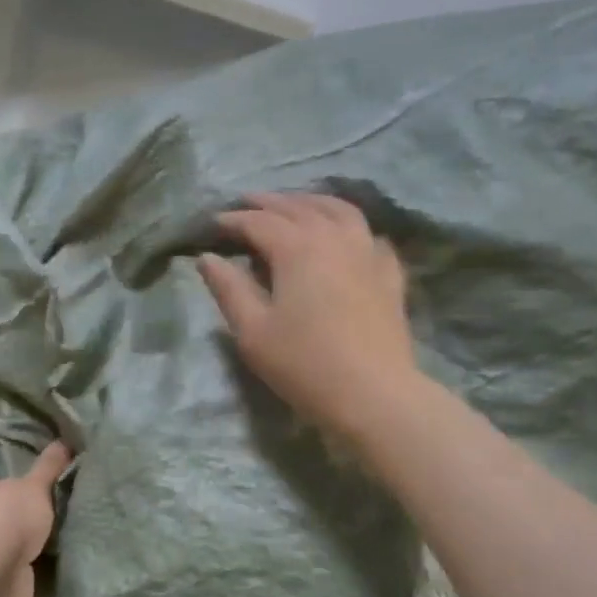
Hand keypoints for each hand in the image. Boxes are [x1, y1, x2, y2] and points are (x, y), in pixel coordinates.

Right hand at [197, 192, 419, 439]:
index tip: (213, 223)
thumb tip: (207, 258)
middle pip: (298, 207)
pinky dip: (349, 226)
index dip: (233, 220)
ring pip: (339, 211)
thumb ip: (228, 289)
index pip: (259, 222)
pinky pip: (368, 235)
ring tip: (295, 205)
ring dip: (311, 202)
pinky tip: (345, 236)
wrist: (372, 394)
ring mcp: (367, 252)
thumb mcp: (252, 331)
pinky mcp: (389, 274)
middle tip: (247, 202)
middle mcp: (334, 238)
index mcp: (297, 248)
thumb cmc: (303, 364)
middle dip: (269, 203)